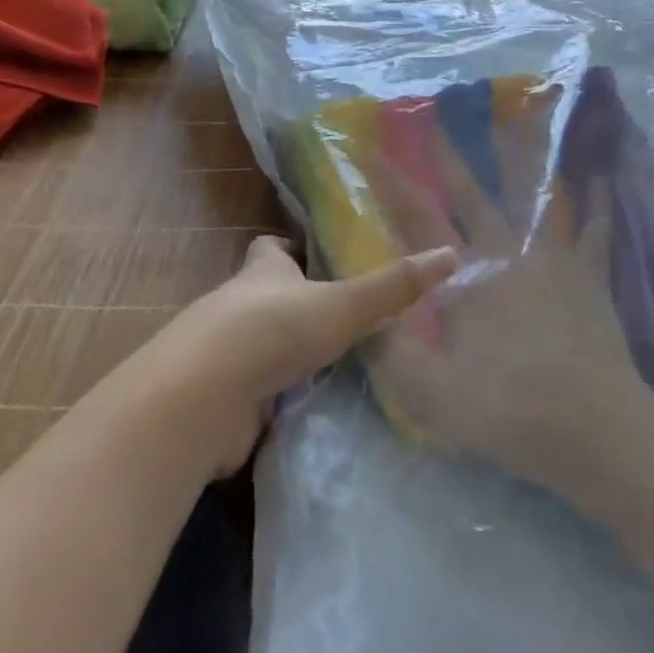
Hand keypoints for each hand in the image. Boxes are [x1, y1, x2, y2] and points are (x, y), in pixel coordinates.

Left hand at [142, 234, 458, 477]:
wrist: (201, 398)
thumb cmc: (272, 330)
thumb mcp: (342, 303)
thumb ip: (394, 286)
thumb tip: (451, 254)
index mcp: (261, 271)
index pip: (271, 247)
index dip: (291, 248)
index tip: (317, 256)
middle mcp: (237, 304)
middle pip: (265, 294)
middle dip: (295, 302)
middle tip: (339, 314)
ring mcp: (223, 352)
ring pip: (259, 342)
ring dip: (286, 350)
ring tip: (333, 361)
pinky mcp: (220, 397)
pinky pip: (254, 389)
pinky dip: (276, 394)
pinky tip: (306, 405)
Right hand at [360, 138, 653, 500]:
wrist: (597, 431)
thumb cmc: (509, 411)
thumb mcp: (430, 395)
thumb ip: (389, 352)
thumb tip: (362, 314)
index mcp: (465, 276)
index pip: (418, 218)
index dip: (392, 183)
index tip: (372, 151)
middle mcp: (507, 253)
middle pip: (475, 193)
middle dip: (452, 157)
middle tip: (439, 118)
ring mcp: (552, 260)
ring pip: (536, 195)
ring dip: (525, 156)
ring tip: (524, 117)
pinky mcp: (588, 277)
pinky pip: (593, 230)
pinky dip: (598, 203)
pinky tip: (603, 178)